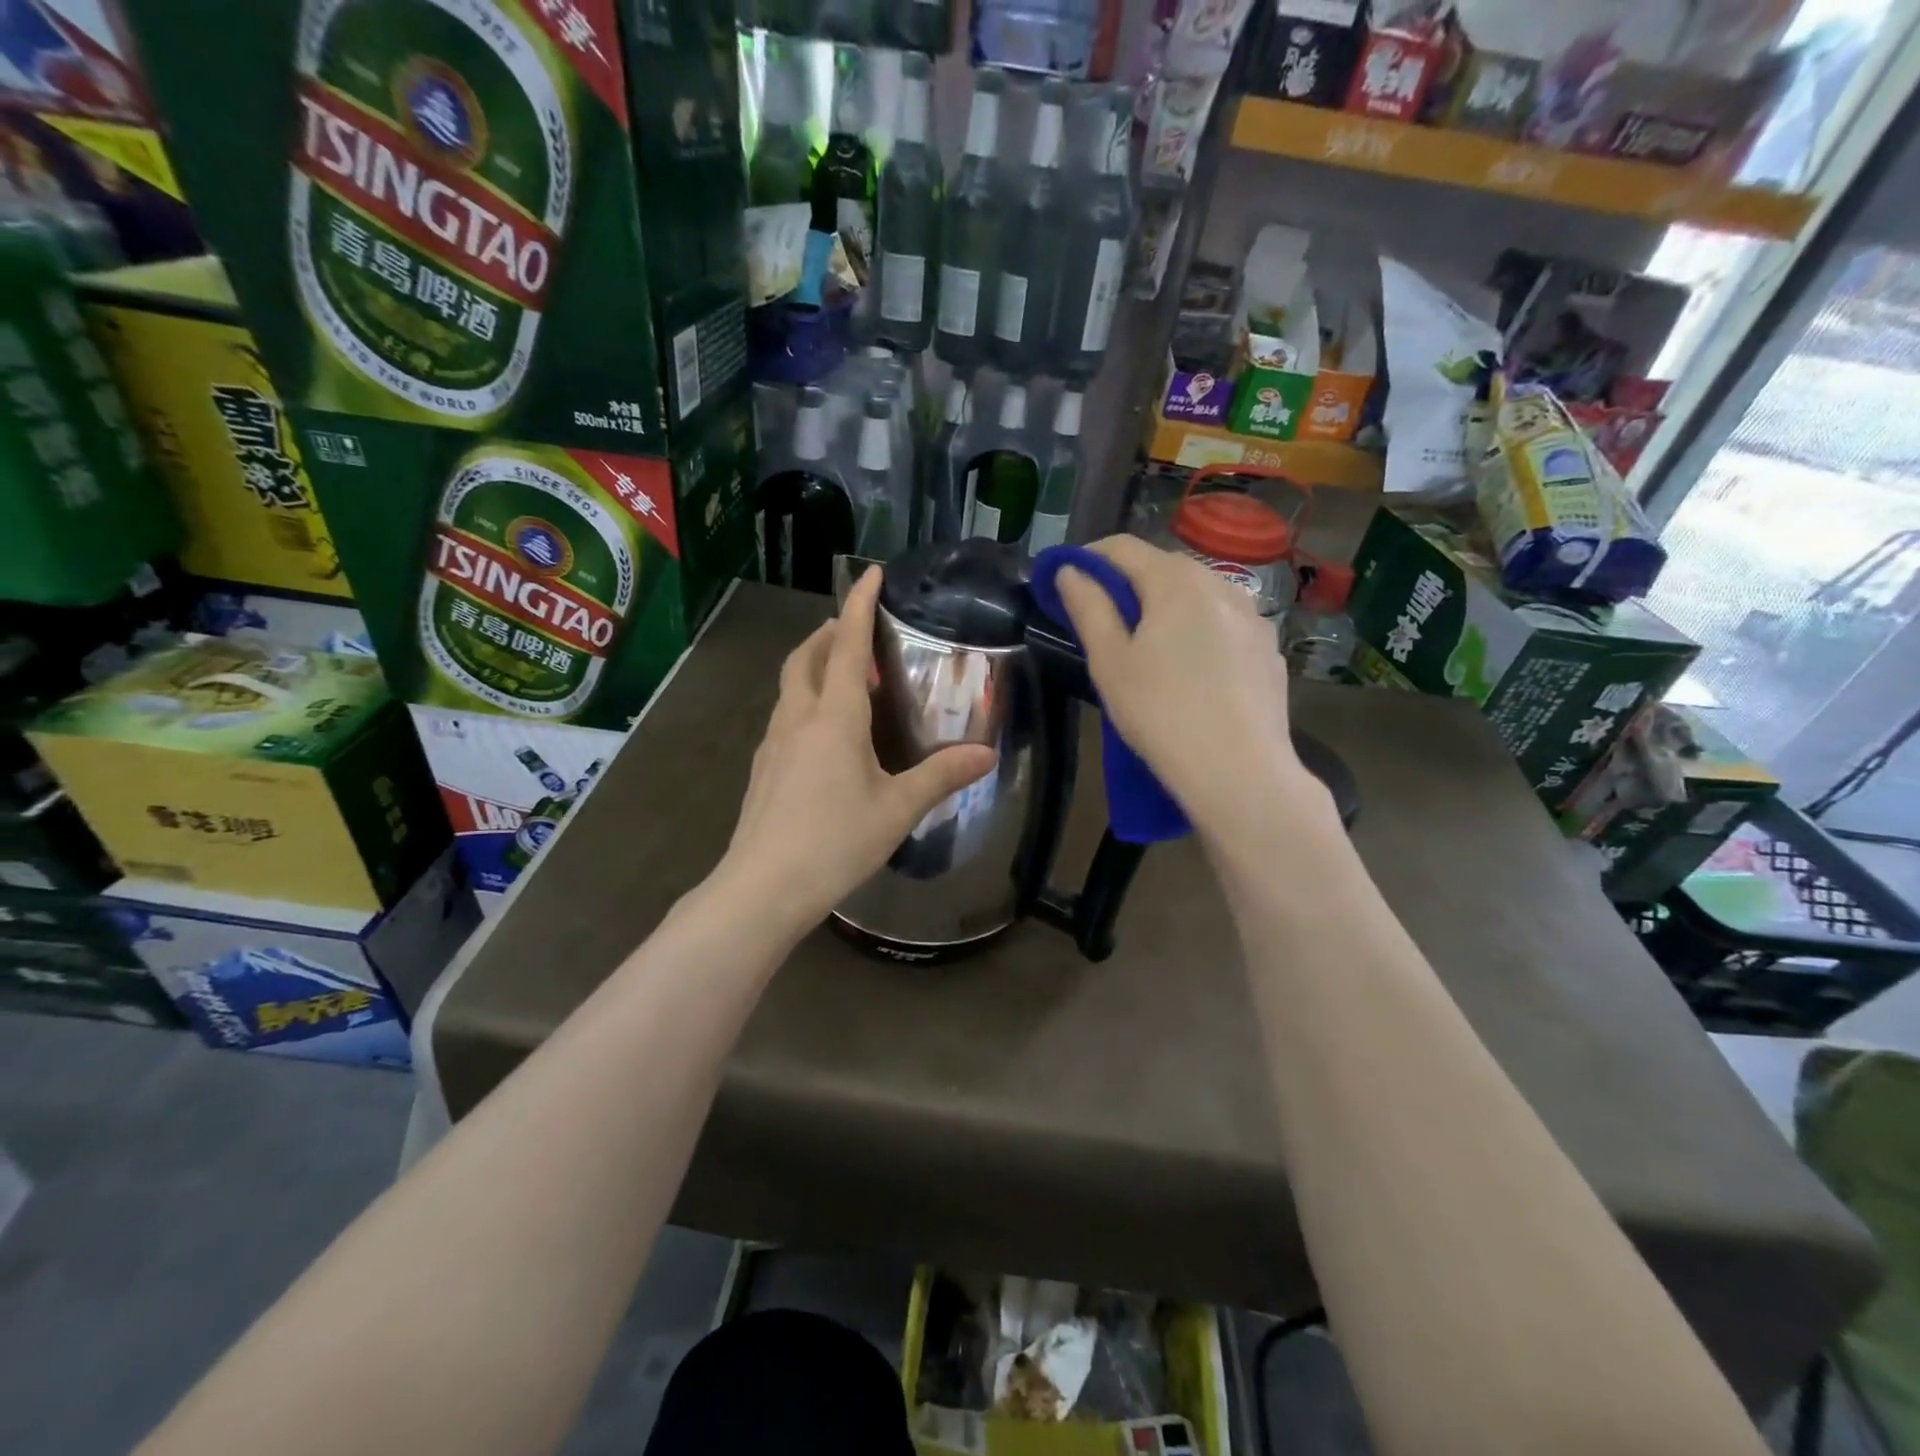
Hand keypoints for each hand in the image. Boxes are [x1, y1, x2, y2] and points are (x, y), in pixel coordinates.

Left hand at [720, 567, 996, 931]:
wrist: (763, 888)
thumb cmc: (834, 842)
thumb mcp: (897, 809)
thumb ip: (941, 776)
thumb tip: (987, 754)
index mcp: (834, 716)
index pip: (848, 645)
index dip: (860, 606)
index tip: (871, 573)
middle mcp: (798, 718)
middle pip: (807, 657)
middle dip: (829, 633)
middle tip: (856, 630)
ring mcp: (773, 742)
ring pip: (791, 685)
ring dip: (815, 665)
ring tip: (845, 676)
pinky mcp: (763, 768)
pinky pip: (785, 715)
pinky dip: (805, 700)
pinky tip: (824, 732)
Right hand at [1054, 536, 1328, 839]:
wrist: (1239, 772)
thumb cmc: (1161, 713)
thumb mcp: (1110, 663)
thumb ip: (1088, 608)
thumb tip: (1070, 571)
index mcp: (1176, 581)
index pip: (1123, 548)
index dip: (1088, 557)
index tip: (1066, 579)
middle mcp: (1221, 585)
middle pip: (1164, 566)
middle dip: (1128, 581)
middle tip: (1102, 616)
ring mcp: (1253, 616)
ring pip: (1199, 594)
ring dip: (1166, 604)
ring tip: (1147, 642)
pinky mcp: (1269, 649)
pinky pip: (1224, 623)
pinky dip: (1199, 628)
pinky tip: (1191, 667)